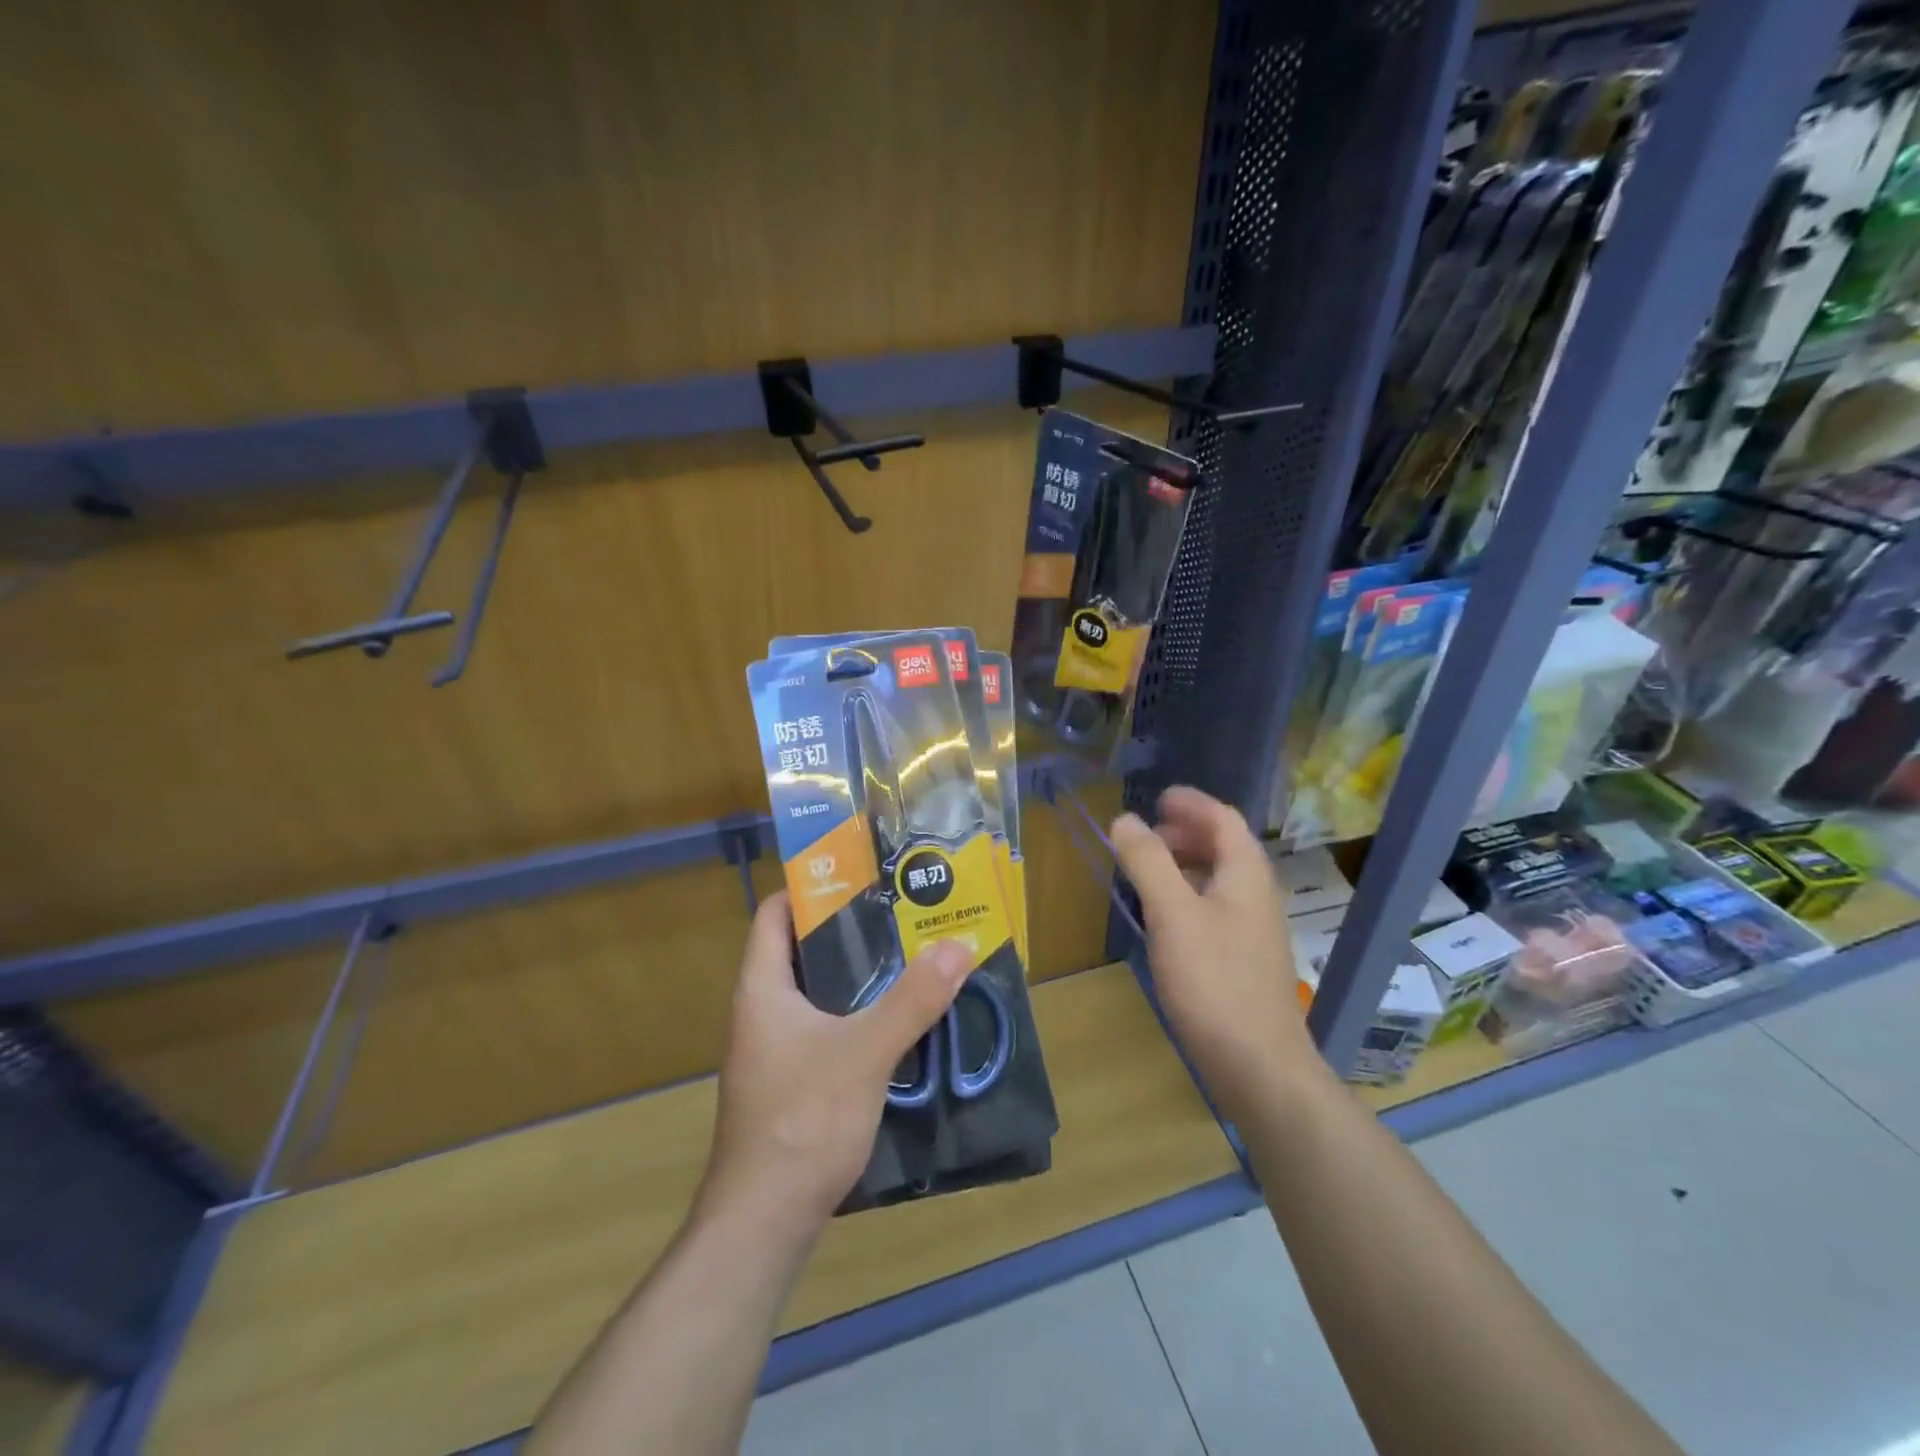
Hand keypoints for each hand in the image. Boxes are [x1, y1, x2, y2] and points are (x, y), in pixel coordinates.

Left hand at [699, 892, 971, 1230]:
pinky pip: (828, 1028)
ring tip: (911, 955)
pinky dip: (860, 1014)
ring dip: (860, 975)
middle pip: (803, 949)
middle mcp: (763, 1011)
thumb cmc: (802, 1121)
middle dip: (851, 929)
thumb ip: (913, 1000)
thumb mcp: (865, 1052)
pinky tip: (900, 1019)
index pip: (775, 912)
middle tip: (902, 911)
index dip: (811, 886)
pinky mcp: (793, 1082)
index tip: (861, 872)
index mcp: (762, 988)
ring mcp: (776, 1050)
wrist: (762, 1224)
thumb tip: (958, 945)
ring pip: (819, 992)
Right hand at [1111, 787, 1319, 1119]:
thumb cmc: (1214, 981)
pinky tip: (1166, 918)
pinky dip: (1189, 894)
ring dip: (1186, 863)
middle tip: (1146, 835)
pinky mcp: (1246, 959)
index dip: (1191, 803)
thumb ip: (1148, 862)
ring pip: (1221, 878)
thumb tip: (1124, 819)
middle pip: (1225, 846)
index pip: (1224, 819)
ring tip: (1148, 870)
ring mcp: (1255, 930)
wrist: (1259, 1065)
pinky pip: (1217, 906)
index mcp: (1246, 874)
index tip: (1158, 798)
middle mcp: (1257, 895)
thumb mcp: (1172, 914)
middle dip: (1186, 832)